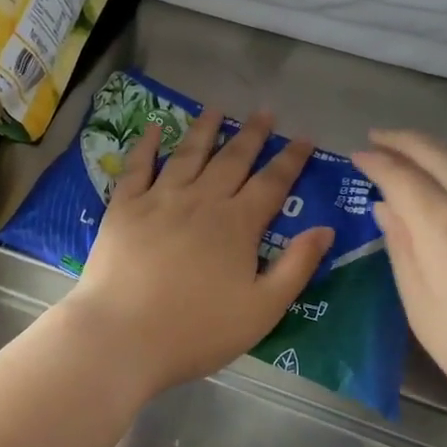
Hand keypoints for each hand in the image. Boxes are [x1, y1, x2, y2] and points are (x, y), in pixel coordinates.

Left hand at [66, 107, 334, 400]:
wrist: (121, 338)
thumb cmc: (196, 331)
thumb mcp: (261, 310)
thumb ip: (296, 267)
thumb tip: (325, 228)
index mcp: (237, 224)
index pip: (272, 182)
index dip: (291, 159)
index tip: (304, 137)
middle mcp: (202, 200)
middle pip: (232, 159)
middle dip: (252, 134)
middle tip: (265, 112)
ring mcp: (159, 199)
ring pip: (188, 153)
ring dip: (205, 129)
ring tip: (216, 109)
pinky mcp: (124, 207)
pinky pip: (137, 166)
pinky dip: (146, 144)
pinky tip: (152, 128)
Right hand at [351, 131, 446, 431]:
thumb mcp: (424, 311)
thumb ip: (402, 251)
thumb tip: (385, 207)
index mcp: (443, 225)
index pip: (400, 175)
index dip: (375, 161)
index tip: (357, 155)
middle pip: (435, 150)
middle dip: (402, 139)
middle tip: (378, 137)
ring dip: (435, 146)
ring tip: (414, 151)